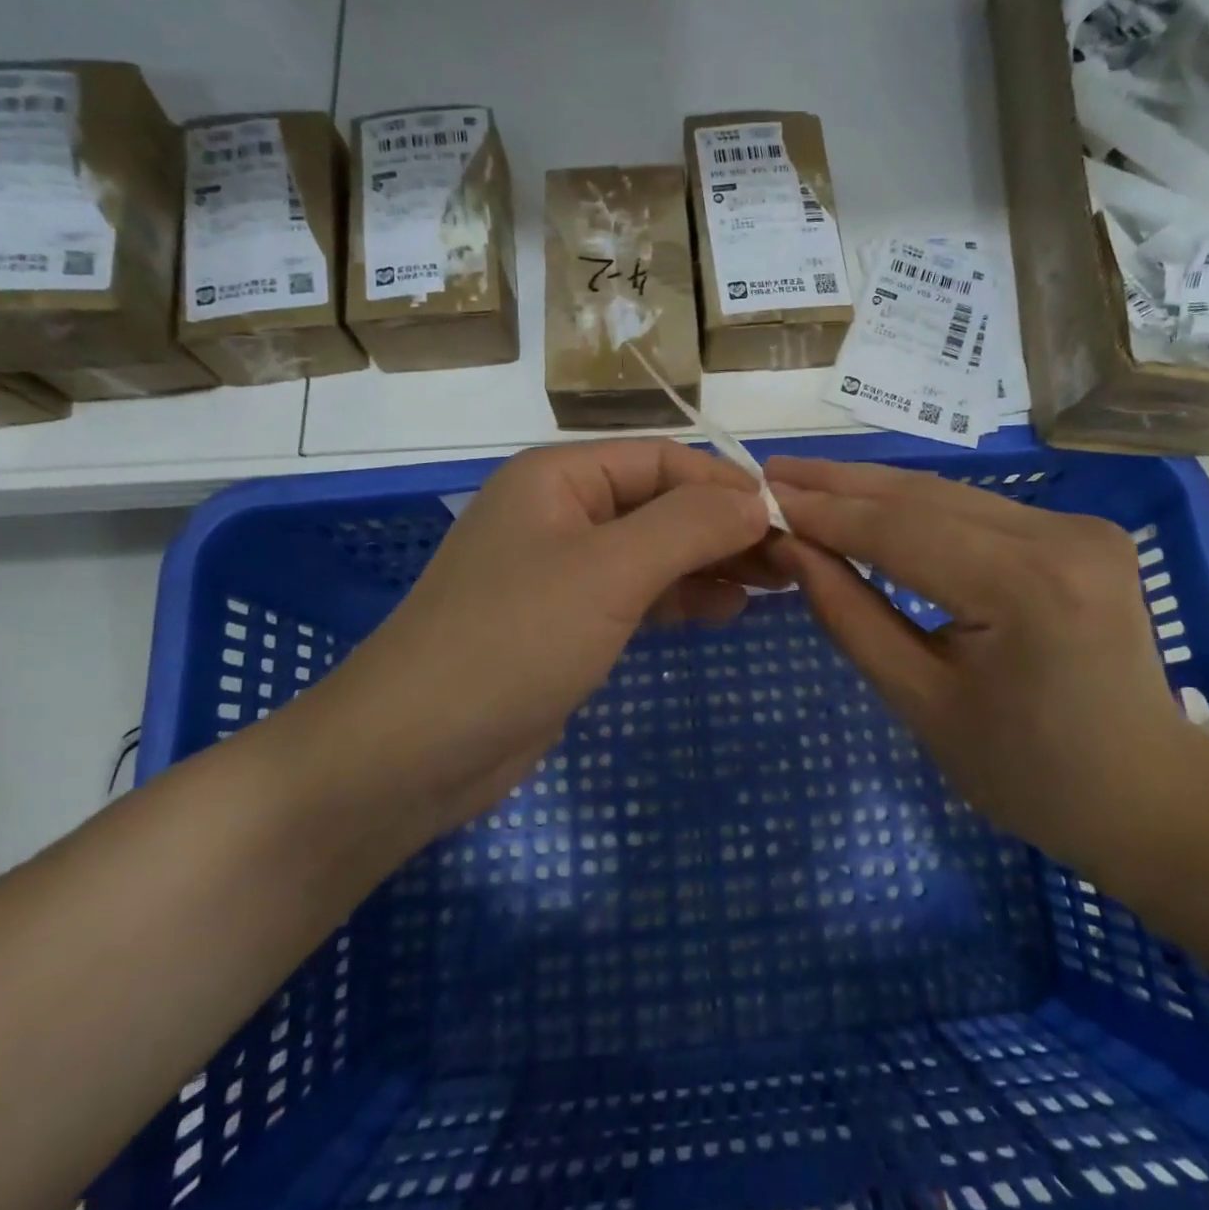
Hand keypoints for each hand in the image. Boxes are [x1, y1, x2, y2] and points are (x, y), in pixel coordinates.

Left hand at [296, 440, 775, 837]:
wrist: (415, 749)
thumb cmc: (514, 639)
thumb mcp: (609, 570)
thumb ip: (689, 525)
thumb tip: (758, 498)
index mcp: (559, 477)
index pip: (663, 460)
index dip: (727, 484)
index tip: (791, 518)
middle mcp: (560, 514)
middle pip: (661, 506)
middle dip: (725, 528)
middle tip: (793, 560)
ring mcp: (562, 573)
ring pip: (654, 553)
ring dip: (711, 564)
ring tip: (776, 584)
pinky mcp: (567, 625)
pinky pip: (638, 597)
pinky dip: (682, 599)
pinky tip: (728, 611)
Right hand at [766, 455, 1208, 880]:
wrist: (1148, 794)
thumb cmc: (1027, 773)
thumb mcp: (920, 702)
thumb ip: (850, 616)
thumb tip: (792, 550)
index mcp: (1025, 589)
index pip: (899, 531)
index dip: (824, 512)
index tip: (761, 497)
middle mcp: (1060, 537)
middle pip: (925, 497)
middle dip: (842, 484)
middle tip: (774, 472)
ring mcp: (1078, 528)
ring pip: (950, 496)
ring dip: (874, 491)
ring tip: (806, 482)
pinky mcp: (1080, 532)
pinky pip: (977, 512)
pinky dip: (916, 510)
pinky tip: (870, 506)